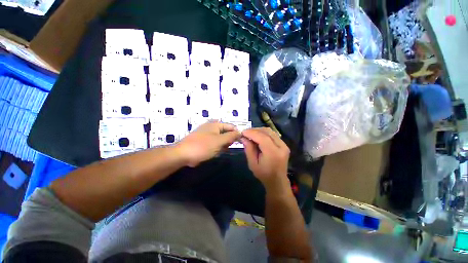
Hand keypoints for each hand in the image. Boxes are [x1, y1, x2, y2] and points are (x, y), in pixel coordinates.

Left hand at [176, 121, 240, 166]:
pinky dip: (215, 149)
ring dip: (221, 146)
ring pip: (219, 140)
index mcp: (215, 124)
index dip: (237, 133)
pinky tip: (214, 154)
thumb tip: (240, 132)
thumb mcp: (219, 141)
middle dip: (228, 141)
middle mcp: (210, 127)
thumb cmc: (202, 146)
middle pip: (225, 133)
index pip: (231, 126)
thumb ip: (231, 136)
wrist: (183, 154)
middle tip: (227, 148)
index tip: (241, 143)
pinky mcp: (201, 143)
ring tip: (219, 152)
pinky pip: (212, 145)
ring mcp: (205, 135)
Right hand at [241, 128, 290, 193]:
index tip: (243, 132)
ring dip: (260, 131)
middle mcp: (281, 147)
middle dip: (255, 130)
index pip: (262, 137)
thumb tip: (244, 138)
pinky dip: (265, 134)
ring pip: (271, 132)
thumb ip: (249, 150)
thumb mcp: (253, 164)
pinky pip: (274, 135)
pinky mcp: (284, 145)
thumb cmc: (264, 174)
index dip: (252, 133)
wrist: (277, 181)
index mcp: (273, 153)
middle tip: (246, 133)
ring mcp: (284, 145)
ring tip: (251, 134)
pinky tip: (258, 137)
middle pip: (267, 132)